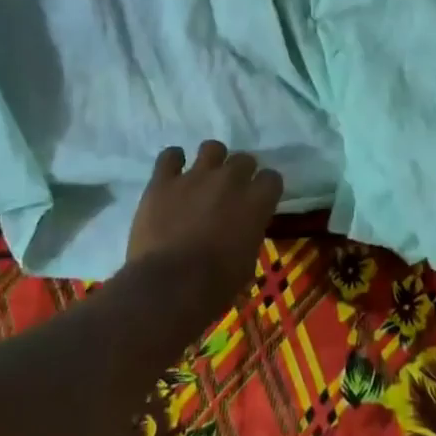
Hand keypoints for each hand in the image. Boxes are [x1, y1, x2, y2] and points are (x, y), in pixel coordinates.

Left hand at [126, 141, 282, 316]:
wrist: (169, 287)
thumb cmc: (215, 285)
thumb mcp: (247, 262)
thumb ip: (248, 234)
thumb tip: (242, 231)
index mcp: (256, 201)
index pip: (272, 178)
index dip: (265, 189)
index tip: (259, 201)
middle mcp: (230, 180)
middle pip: (244, 159)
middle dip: (240, 173)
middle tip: (230, 192)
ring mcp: (195, 177)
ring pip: (212, 148)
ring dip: (211, 161)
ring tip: (203, 178)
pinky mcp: (163, 182)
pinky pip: (170, 156)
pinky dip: (173, 161)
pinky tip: (172, 173)